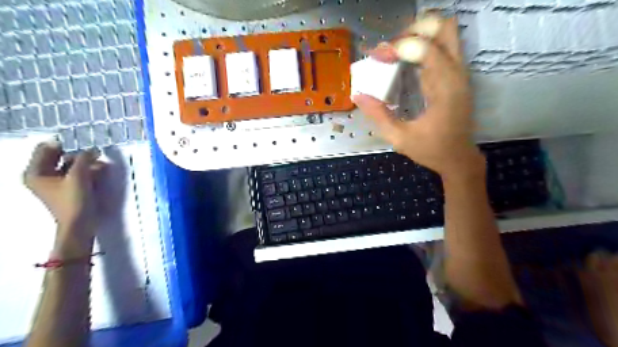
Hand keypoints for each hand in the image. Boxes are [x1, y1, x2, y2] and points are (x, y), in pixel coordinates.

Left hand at [24, 140, 105, 251]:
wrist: (79, 224)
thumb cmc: (73, 200)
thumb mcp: (79, 176)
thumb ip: (84, 159)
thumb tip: (92, 149)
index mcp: (35, 172)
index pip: (46, 149)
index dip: (64, 144)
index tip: (83, 143)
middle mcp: (42, 176)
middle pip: (59, 157)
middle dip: (78, 155)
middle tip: (95, 154)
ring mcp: (55, 183)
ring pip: (70, 166)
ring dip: (86, 163)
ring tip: (101, 164)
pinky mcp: (68, 189)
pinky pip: (76, 174)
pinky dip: (87, 171)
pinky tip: (100, 172)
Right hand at [352, 15, 481, 178]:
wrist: (459, 159)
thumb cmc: (432, 150)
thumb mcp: (400, 138)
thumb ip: (378, 115)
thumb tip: (358, 95)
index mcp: (445, 88)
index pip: (425, 48)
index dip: (398, 47)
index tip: (377, 57)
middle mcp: (456, 73)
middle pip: (443, 27)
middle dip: (412, 31)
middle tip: (390, 50)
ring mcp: (458, 73)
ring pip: (444, 33)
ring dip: (416, 36)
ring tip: (393, 53)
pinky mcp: (455, 76)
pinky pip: (440, 48)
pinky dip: (420, 47)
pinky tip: (402, 63)